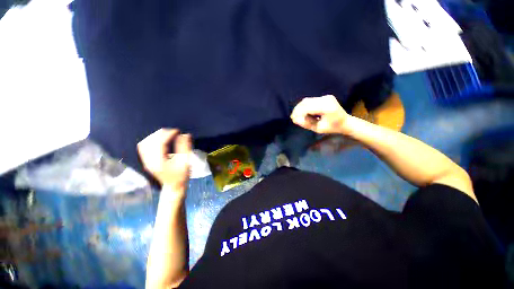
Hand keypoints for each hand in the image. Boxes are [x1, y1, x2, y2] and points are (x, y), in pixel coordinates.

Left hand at [137, 128, 191, 192]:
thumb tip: (185, 135)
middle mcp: (149, 160)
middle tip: (174, 133)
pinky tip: (159, 140)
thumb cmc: (181, 176)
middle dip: (163, 133)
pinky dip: (151, 141)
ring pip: (146, 142)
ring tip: (168, 135)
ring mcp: (146, 161)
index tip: (178, 131)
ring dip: (157, 136)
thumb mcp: (185, 162)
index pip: (160, 142)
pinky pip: (144, 147)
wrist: (173, 187)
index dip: (169, 134)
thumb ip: (185, 148)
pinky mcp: (146, 161)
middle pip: (151, 140)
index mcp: (158, 161)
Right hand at [290, 95, 350, 133]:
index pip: (308, 108)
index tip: (293, 119)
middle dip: (297, 109)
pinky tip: (303, 112)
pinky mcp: (325, 97)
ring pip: (307, 100)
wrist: (345, 122)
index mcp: (327, 108)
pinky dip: (305, 106)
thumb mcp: (318, 129)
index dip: (298, 113)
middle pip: (306, 102)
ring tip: (297, 115)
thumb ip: (306, 123)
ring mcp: (326, 97)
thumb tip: (294, 119)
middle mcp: (326, 99)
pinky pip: (311, 100)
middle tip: (293, 117)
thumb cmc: (332, 128)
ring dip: (300, 107)